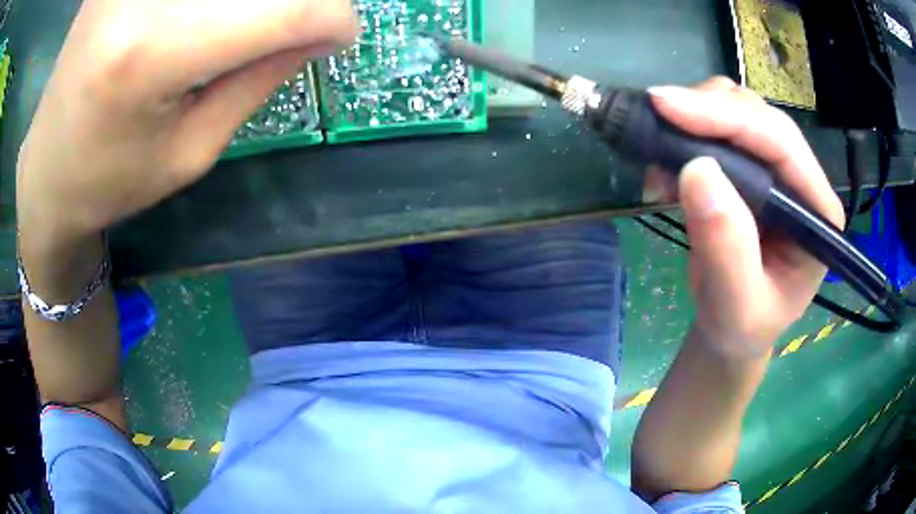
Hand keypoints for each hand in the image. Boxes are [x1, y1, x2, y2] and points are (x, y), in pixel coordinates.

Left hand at [16, 0, 357, 241]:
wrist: (45, 172)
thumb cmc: (108, 181)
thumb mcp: (190, 151)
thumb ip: (260, 78)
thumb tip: (325, 29)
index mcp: (150, 54)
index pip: (283, 8)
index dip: (332, 17)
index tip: (340, 36)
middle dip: (300, 1)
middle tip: (297, 27)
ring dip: (250, 4)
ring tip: (240, 33)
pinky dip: (209, 3)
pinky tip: (205, 20)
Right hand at [645, 77, 844, 358]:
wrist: (733, 328)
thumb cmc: (743, 326)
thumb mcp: (736, 306)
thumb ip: (726, 248)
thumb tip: (697, 171)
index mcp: (816, 213)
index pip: (782, 145)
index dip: (728, 118)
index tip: (667, 107)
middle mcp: (801, 180)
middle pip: (759, 116)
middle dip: (706, 109)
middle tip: (654, 119)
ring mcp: (776, 170)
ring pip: (737, 111)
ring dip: (694, 118)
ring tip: (659, 156)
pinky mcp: (750, 168)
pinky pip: (718, 128)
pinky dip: (687, 132)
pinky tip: (666, 163)